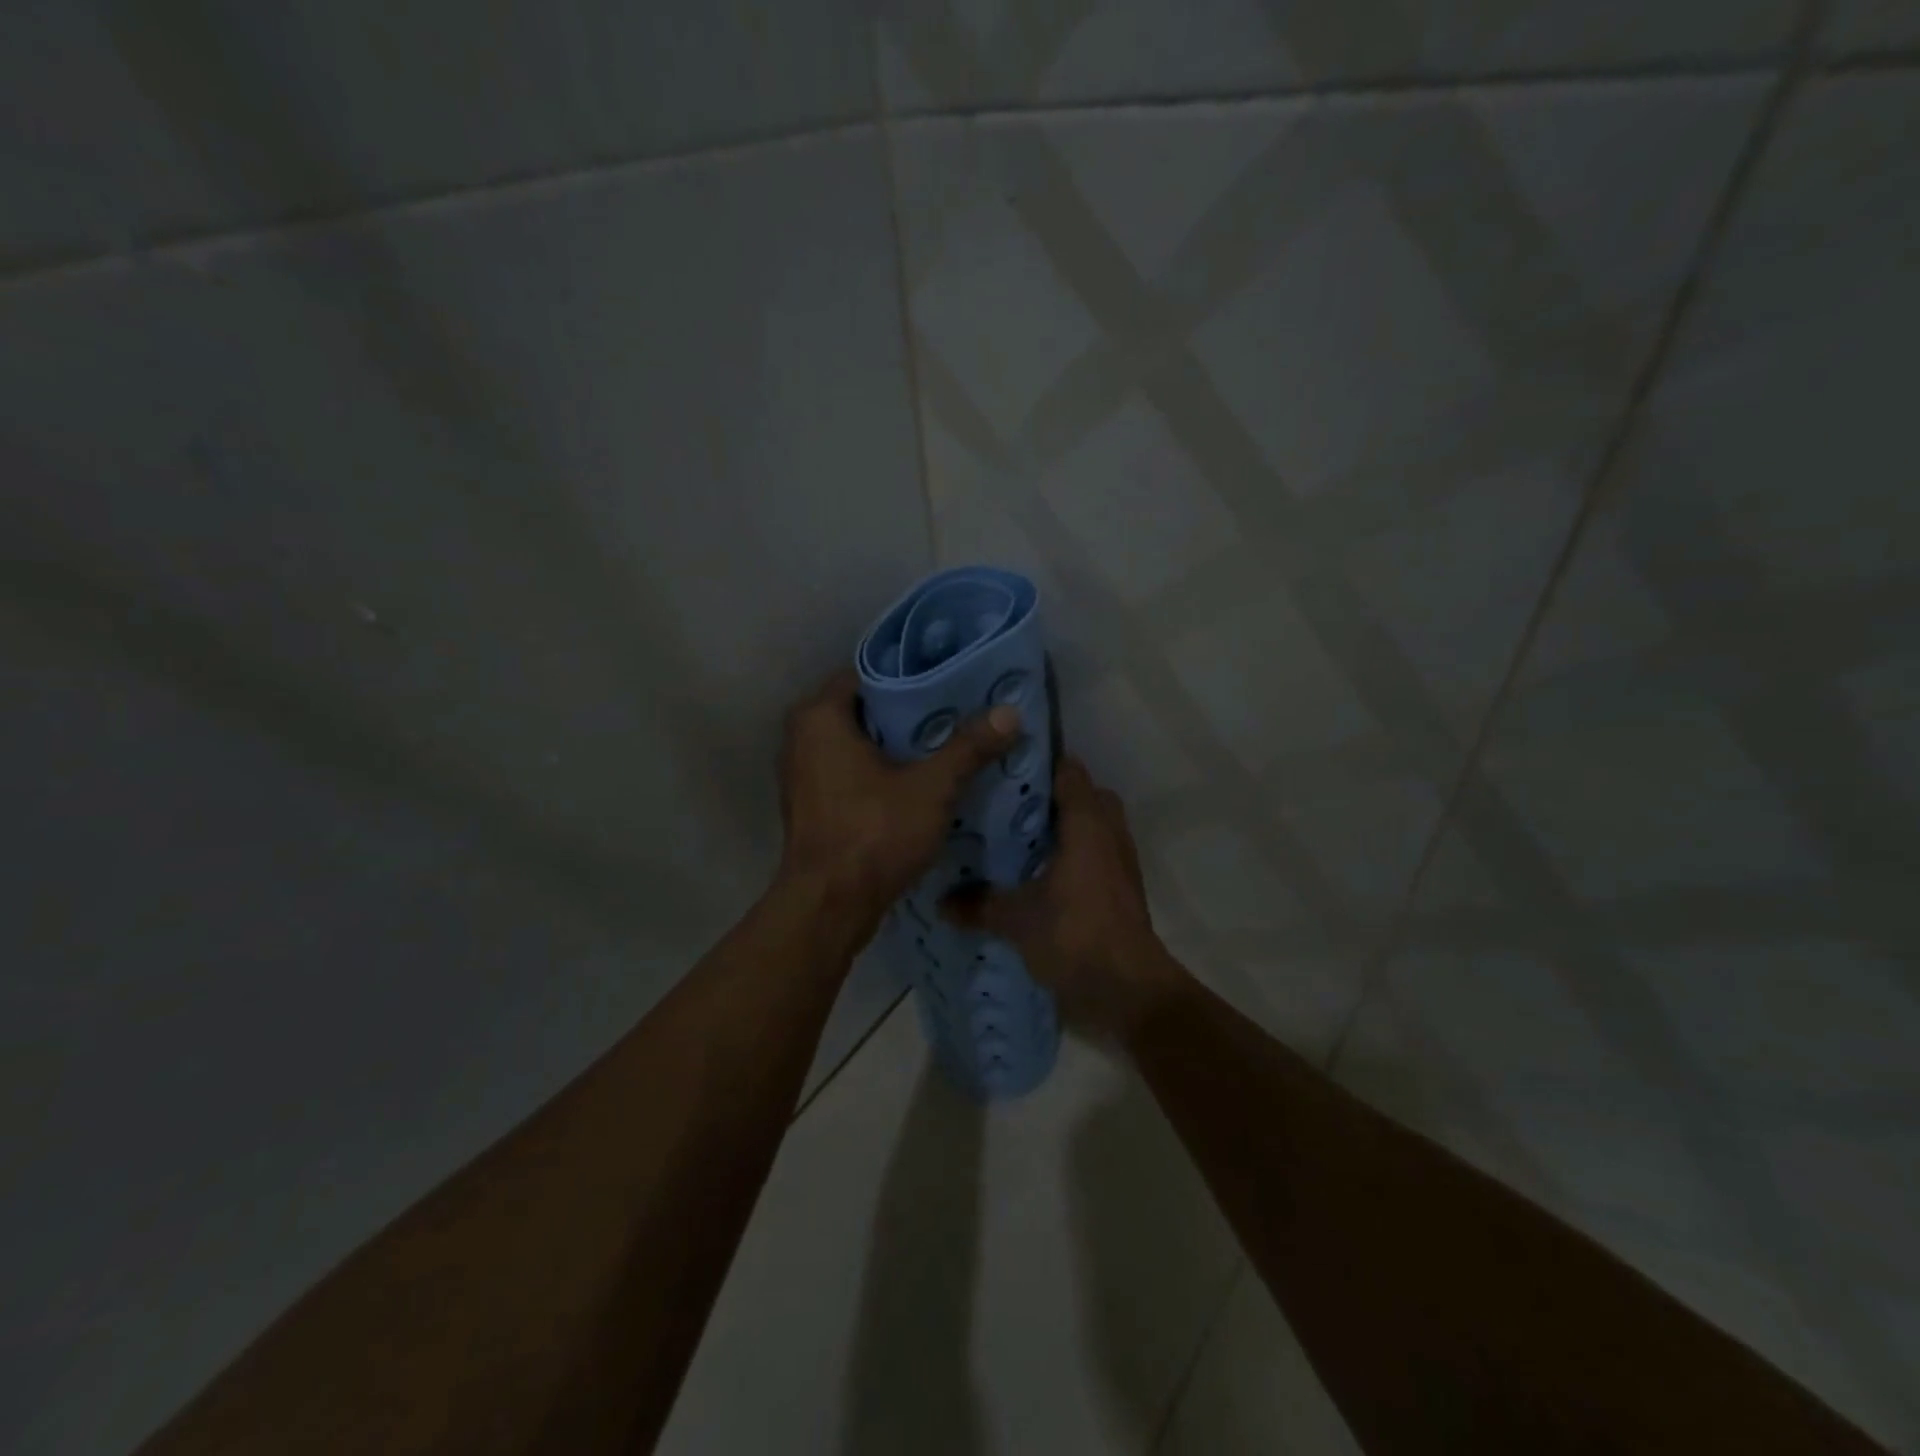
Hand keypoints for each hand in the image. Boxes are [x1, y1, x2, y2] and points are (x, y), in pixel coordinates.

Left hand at [776, 668, 1021, 935]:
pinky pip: (850, 768)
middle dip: (910, 709)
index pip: (870, 672)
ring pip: (858, 741)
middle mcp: (802, 736)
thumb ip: (969, 747)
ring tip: (947, 739)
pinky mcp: (812, 801)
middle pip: (865, 707)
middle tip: (958, 707)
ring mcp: (803, 771)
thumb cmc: (873, 833)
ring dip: (897, 742)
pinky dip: (881, 768)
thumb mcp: (931, 787)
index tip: (952, 678)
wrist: (829, 906)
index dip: (912, 673)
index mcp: (820, 716)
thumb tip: (1010, 711)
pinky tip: (920, 777)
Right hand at [941, 757, 1189, 1039]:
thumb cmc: (1074, 935)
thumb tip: (941, 902)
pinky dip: (1074, 855)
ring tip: (1020, 836)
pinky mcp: (1122, 889)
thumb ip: (979, 905)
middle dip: (1052, 796)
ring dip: (1066, 827)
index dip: (1039, 763)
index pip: (1069, 773)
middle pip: (1085, 797)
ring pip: (1093, 827)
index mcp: (1086, 824)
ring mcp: (1120, 862)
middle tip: (1008, 803)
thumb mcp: (1017, 919)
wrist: (1127, 989)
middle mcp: (1109, 834)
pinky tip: (1040, 873)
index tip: (1004, 763)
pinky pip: (1097, 854)